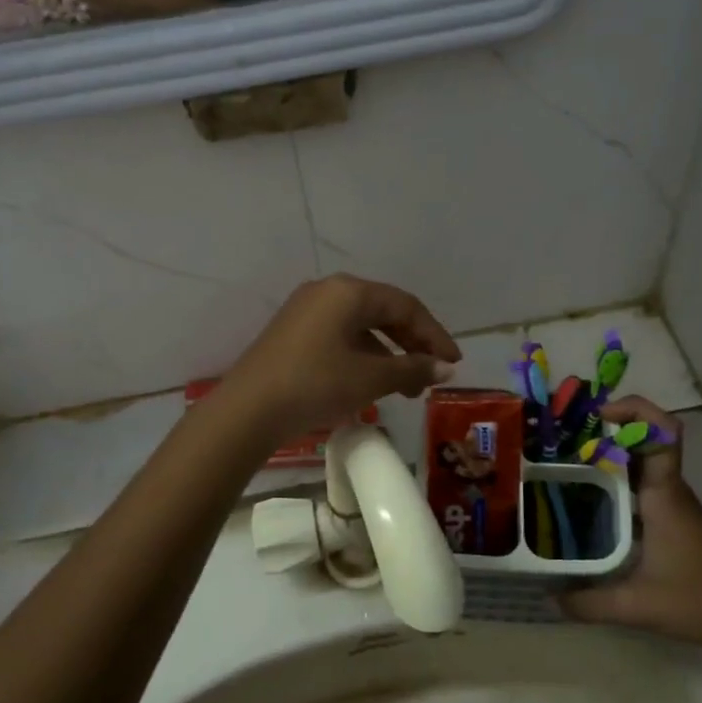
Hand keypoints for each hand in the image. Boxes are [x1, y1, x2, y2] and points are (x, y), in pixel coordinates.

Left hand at [221, 275, 460, 446]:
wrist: (248, 411)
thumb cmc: (315, 385)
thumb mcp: (370, 378)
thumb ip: (412, 369)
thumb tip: (445, 368)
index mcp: (348, 291)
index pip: (405, 306)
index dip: (434, 335)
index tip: (453, 363)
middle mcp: (327, 291)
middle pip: (383, 312)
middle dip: (412, 345)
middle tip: (431, 377)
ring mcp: (305, 311)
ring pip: (361, 327)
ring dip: (388, 355)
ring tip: (405, 389)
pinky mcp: (292, 333)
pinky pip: (340, 337)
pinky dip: (362, 357)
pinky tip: (370, 383)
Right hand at [558, 397, 701, 652]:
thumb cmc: (698, 601)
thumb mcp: (637, 606)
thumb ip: (588, 603)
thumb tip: (548, 599)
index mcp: (664, 495)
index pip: (662, 433)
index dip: (634, 411)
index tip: (597, 415)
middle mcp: (668, 490)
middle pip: (643, 440)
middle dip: (605, 431)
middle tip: (561, 440)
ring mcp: (671, 503)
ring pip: (639, 462)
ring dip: (608, 455)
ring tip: (563, 464)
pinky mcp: (669, 518)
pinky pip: (639, 484)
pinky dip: (614, 481)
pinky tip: (586, 501)